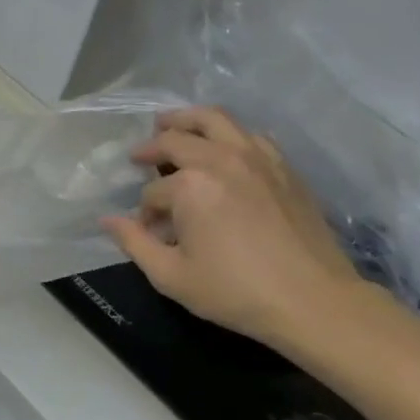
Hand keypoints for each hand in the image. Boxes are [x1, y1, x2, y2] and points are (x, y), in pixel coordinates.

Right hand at [103, 106, 365, 346]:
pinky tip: (223, 148)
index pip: (152, 192)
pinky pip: (249, 134)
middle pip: (176, 139)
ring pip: (216, 119)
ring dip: (187, 120)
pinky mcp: (284, 167)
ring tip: (171, 125)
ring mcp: (258, 158)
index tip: (148, 231)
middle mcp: (221, 160)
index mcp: (190, 186)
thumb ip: (134, 243)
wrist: (312, 299)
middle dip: (152, 147)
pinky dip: (227, 133)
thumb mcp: (171, 276)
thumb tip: (107, 221)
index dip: (144, 212)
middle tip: (139, 155)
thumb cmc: (234, 291)